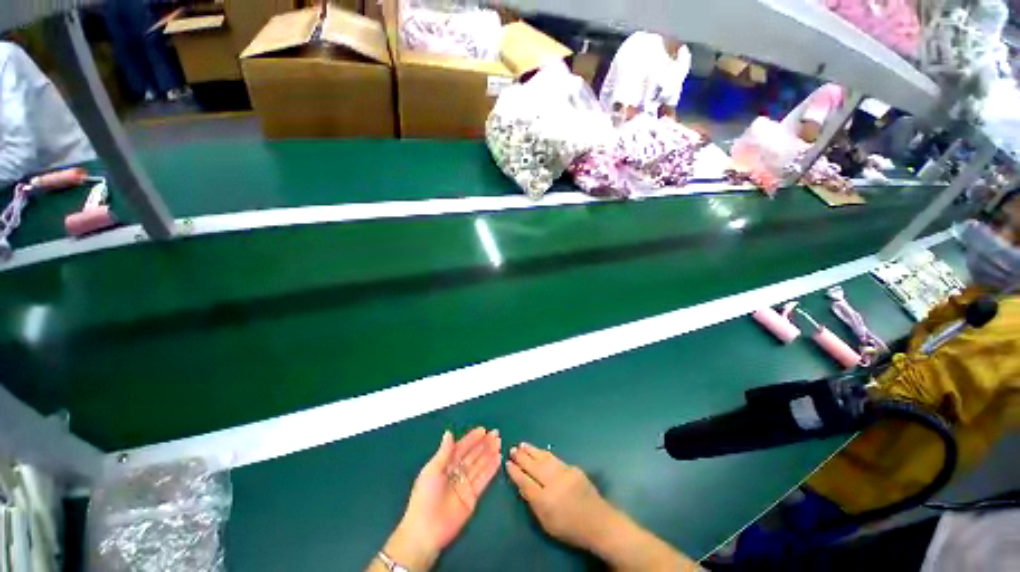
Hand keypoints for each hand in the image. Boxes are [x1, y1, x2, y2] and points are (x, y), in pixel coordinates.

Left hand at [383, 428, 501, 569]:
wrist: (426, 531)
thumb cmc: (425, 498)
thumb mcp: (432, 471)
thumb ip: (444, 452)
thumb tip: (449, 433)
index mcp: (444, 465)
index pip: (461, 448)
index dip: (471, 439)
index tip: (483, 430)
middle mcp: (456, 472)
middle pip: (472, 455)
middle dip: (484, 444)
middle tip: (496, 433)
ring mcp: (465, 484)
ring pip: (479, 465)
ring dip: (489, 453)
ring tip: (499, 442)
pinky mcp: (472, 497)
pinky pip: (483, 479)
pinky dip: (491, 469)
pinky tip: (498, 458)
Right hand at [505, 442, 617, 550]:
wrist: (598, 522)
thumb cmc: (569, 528)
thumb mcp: (547, 523)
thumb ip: (533, 503)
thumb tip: (522, 485)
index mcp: (545, 501)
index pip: (525, 482)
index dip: (515, 472)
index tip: (507, 463)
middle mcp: (554, 484)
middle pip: (533, 467)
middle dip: (521, 458)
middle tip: (512, 450)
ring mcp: (564, 474)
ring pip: (544, 459)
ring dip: (532, 451)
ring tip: (522, 445)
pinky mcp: (572, 468)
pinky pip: (554, 459)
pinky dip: (544, 454)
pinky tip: (539, 451)